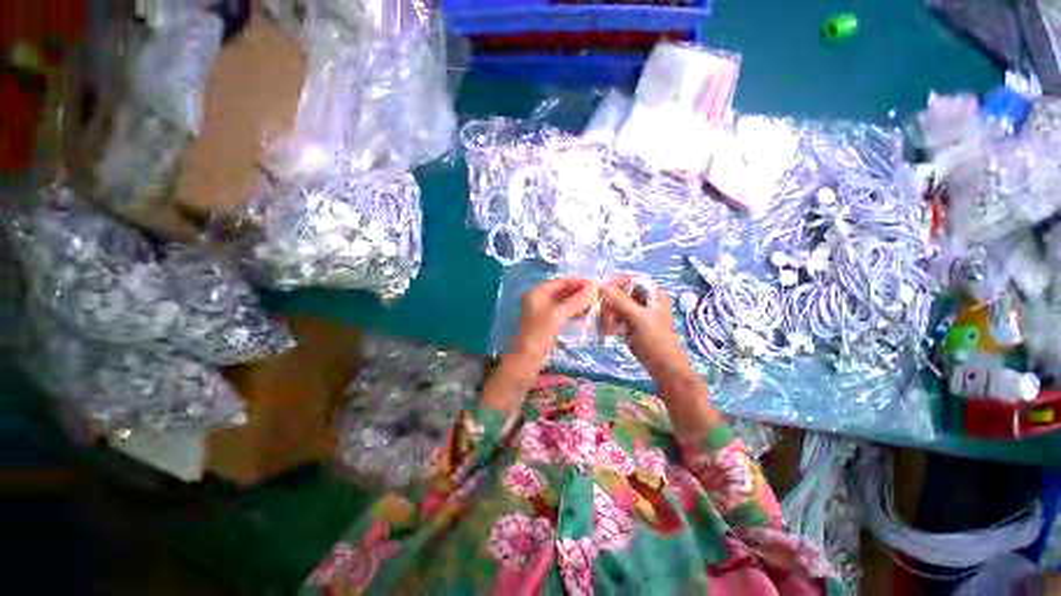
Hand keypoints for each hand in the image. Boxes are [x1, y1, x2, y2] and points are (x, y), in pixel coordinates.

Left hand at [508, 276, 598, 378]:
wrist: (528, 359)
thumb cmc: (540, 334)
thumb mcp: (558, 315)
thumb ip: (576, 300)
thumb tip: (594, 287)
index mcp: (537, 292)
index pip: (561, 281)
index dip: (578, 282)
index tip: (595, 285)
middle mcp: (539, 299)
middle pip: (563, 291)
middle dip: (579, 292)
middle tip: (597, 295)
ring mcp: (542, 311)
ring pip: (564, 301)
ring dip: (578, 302)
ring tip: (594, 305)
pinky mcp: (547, 322)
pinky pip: (563, 312)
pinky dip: (574, 311)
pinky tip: (585, 315)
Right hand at [599, 275, 691, 380]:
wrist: (663, 367)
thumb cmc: (656, 341)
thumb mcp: (639, 318)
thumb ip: (621, 301)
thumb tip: (601, 285)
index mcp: (654, 293)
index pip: (631, 279)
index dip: (616, 284)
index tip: (601, 293)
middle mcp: (645, 300)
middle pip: (621, 292)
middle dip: (610, 304)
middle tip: (605, 316)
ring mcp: (637, 312)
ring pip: (616, 305)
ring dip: (609, 315)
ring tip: (608, 328)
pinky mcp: (630, 323)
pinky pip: (615, 316)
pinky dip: (610, 322)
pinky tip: (609, 332)